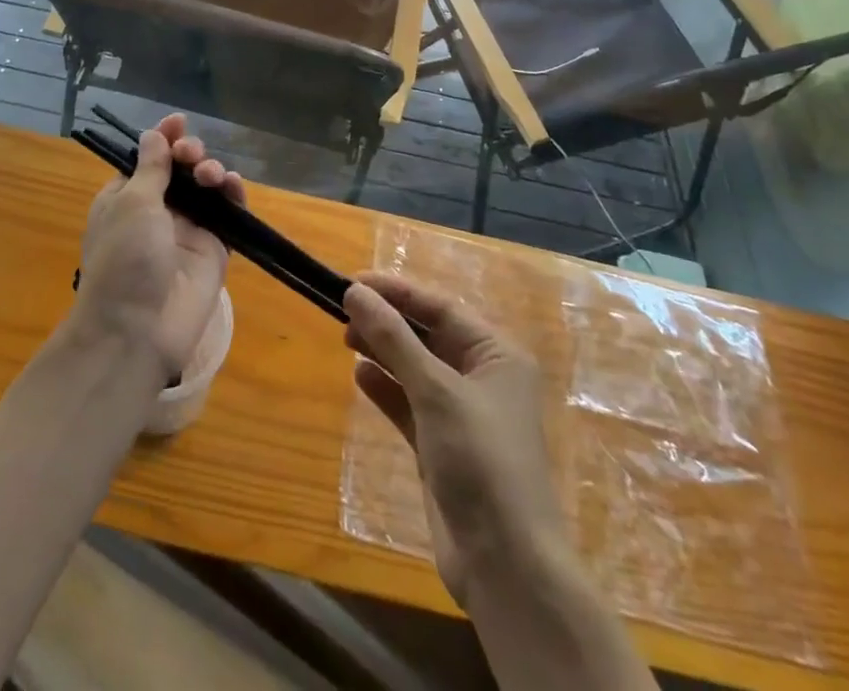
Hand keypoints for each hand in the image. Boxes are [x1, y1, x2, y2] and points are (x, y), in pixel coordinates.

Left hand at [74, 113, 230, 378]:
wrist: (138, 331)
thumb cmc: (124, 259)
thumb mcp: (132, 204)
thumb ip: (151, 167)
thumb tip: (154, 134)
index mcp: (126, 198)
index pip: (148, 159)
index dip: (164, 138)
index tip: (178, 121)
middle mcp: (157, 211)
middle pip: (180, 170)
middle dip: (189, 153)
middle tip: (192, 155)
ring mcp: (187, 231)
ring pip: (206, 189)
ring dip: (211, 171)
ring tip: (211, 176)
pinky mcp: (213, 250)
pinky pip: (228, 215)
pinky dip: (233, 195)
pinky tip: (233, 184)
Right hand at [344, 271, 567, 605]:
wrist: (506, 566)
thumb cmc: (480, 461)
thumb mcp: (436, 391)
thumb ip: (394, 339)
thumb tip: (356, 292)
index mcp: (496, 354)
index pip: (440, 307)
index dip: (397, 292)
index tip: (353, 282)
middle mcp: (483, 377)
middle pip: (428, 335)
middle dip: (387, 320)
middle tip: (342, 310)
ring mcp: (462, 414)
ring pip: (416, 368)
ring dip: (383, 351)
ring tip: (345, 336)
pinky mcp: (443, 446)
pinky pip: (410, 403)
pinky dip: (386, 388)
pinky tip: (359, 376)